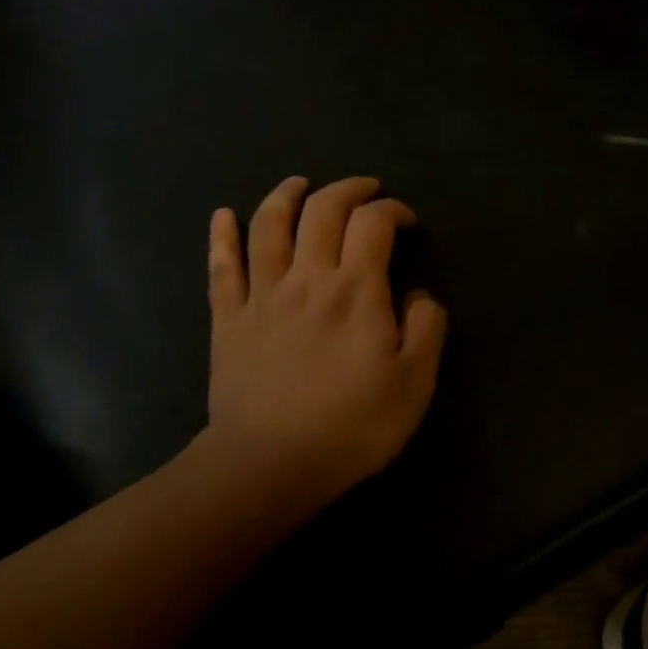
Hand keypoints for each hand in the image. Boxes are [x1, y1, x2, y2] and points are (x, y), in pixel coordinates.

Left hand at [200, 175, 446, 517]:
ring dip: (286, 195)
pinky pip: (222, 266)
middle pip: (322, 210)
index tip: (406, 223)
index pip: (374, 223)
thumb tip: (418, 294)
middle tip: (366, 190)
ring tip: (300, 184)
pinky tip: (223, 214)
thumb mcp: (415, 382)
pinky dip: (221, 235)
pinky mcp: (229, 318)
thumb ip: (426, 328)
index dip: (393, 210)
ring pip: (269, 225)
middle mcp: (307, 277)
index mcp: (356, 289)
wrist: (269, 465)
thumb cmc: (351, 425)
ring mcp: (262, 294)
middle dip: (348, 189)